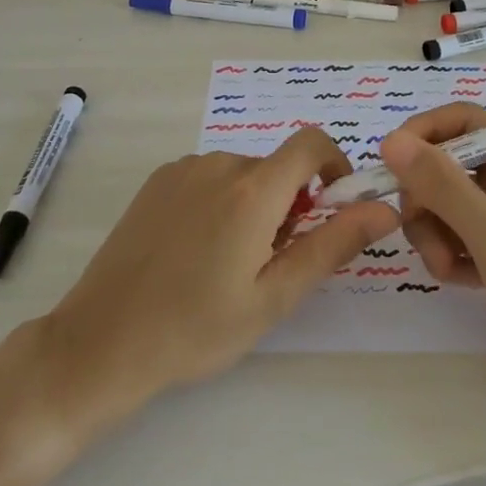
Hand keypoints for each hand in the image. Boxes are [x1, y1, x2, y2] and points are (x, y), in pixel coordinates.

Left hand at [38, 128, 398, 424]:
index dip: (335, 166)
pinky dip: (221, 201)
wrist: (101, 342)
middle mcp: (219, 163)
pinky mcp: (157, 181)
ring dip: (255, 204)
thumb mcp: (274, 296)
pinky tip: (195, 251)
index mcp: (253, 189)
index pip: (312, 143)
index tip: (332, 208)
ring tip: (229, 263)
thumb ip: (333, 244)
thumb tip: (384, 208)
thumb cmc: (196, 328)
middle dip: (291, 202)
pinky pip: (209, 177)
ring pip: (243, 174)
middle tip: (272, 263)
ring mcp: (183, 169)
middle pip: (277, 166)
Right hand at [380, 105, 485, 421]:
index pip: (465, 121)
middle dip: (428, 199)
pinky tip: (463, 282)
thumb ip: (441, 185)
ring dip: (435, 233)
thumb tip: (390, 140)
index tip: (388, 163)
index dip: (423, 134)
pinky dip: (448, 253)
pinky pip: (453, 233)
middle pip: (447, 164)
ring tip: (448, 268)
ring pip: (444, 202)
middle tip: (422, 231)